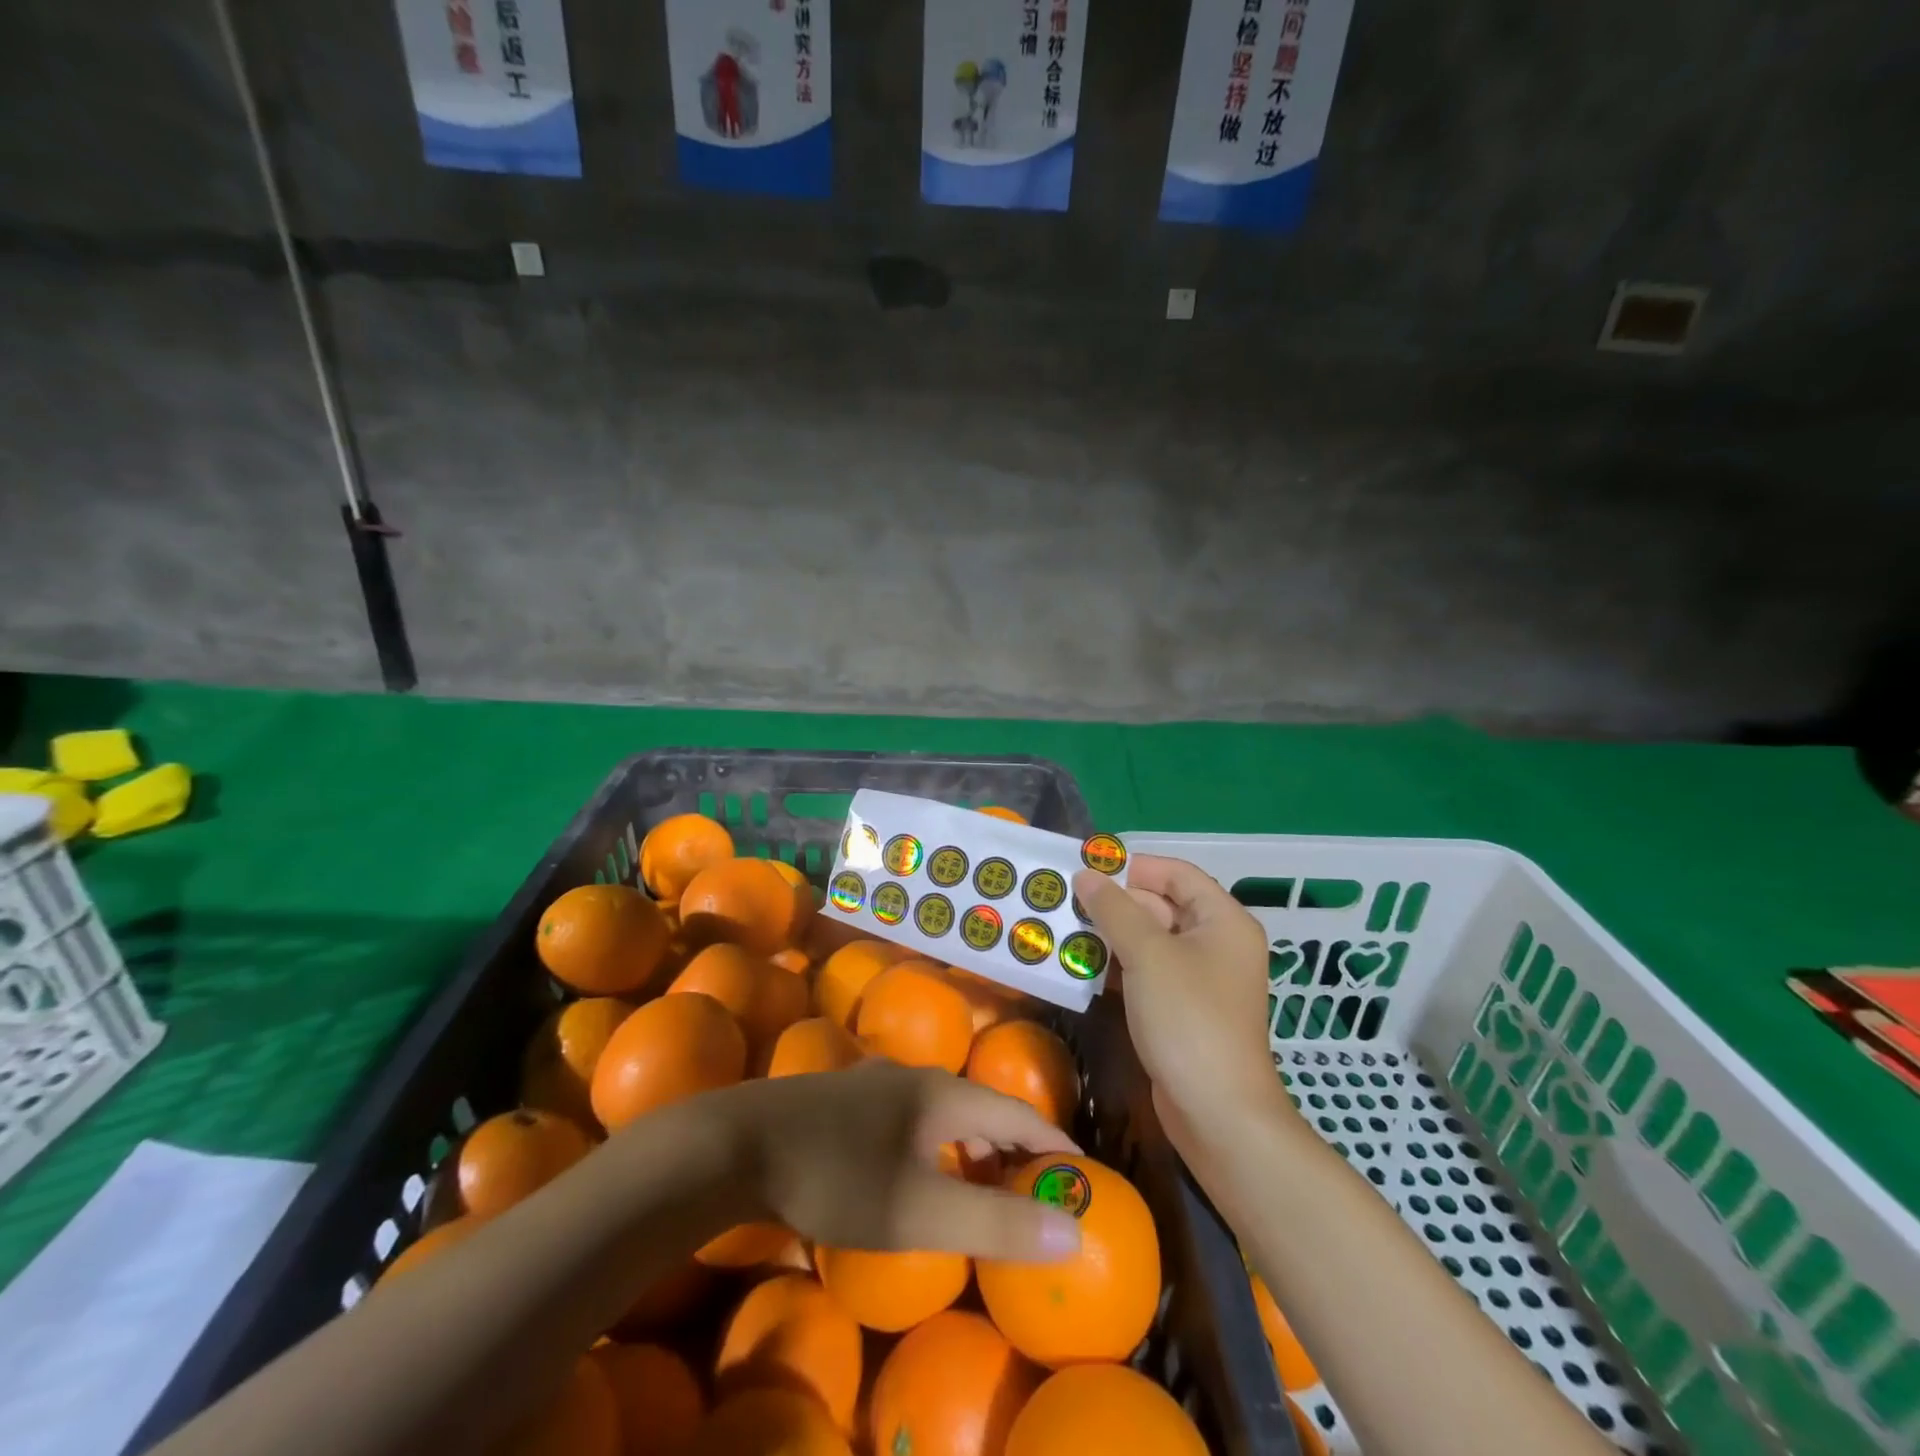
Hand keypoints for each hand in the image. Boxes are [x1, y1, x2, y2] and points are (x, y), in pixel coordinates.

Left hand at [717, 1060, 1084, 1259]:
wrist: (737, 1145)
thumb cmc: (836, 1175)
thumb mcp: (919, 1211)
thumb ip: (994, 1221)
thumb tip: (1071, 1230)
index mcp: (940, 1093)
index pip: (1014, 1110)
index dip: (1050, 1139)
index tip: (1079, 1168)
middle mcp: (912, 1076)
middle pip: (977, 1105)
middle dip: (1009, 1144)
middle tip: (1029, 1184)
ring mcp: (872, 1083)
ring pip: (938, 1108)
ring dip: (967, 1142)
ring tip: (977, 1177)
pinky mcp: (840, 1099)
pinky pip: (907, 1116)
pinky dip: (930, 1141)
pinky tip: (912, 1166)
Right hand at [1073, 855, 1293, 1158]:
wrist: (1217, 1114)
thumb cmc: (1188, 1020)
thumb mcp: (1147, 955)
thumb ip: (1114, 910)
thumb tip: (1086, 875)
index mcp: (1222, 920)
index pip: (1177, 874)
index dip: (1134, 867)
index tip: (1088, 870)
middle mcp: (1216, 943)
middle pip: (1161, 906)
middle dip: (1114, 903)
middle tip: (1065, 901)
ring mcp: (1199, 979)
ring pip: (1149, 941)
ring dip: (1109, 935)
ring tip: (1063, 930)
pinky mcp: (1182, 1009)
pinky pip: (1146, 973)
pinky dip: (1116, 967)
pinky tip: (1079, 967)